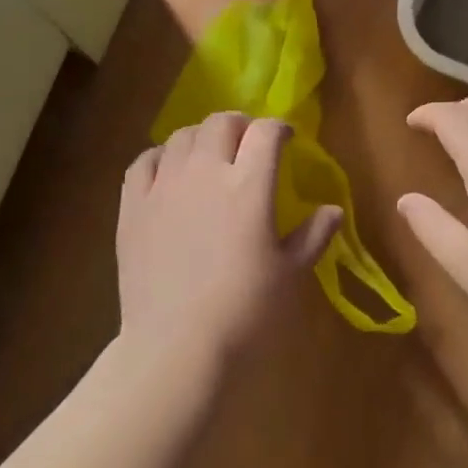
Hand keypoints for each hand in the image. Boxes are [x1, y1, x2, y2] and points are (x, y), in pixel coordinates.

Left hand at [117, 112, 342, 377]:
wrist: (176, 345)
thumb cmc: (245, 311)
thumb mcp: (290, 274)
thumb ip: (313, 235)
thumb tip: (334, 210)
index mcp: (249, 186)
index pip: (266, 132)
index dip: (279, 127)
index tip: (286, 139)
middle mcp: (205, 172)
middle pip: (221, 122)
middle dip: (240, 125)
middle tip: (248, 145)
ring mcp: (164, 185)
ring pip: (182, 135)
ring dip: (202, 138)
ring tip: (209, 157)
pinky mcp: (133, 205)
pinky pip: (144, 161)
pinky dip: (161, 157)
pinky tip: (169, 172)